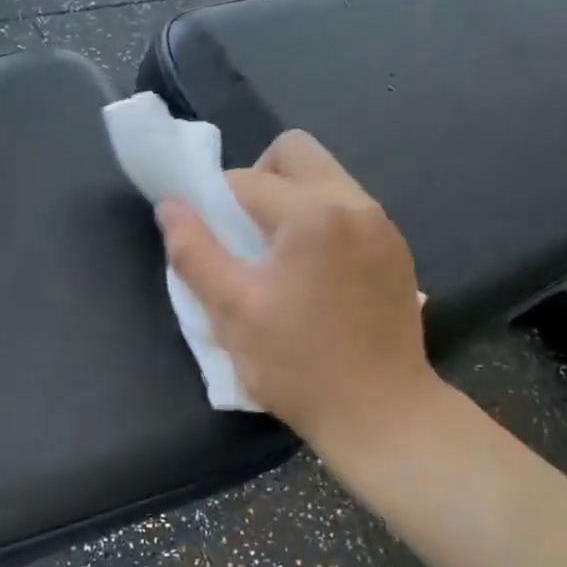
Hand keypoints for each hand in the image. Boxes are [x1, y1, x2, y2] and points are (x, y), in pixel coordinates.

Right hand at [157, 131, 440, 453]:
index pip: (246, 179)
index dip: (213, 203)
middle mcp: (356, 203)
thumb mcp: (231, 311)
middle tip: (242, 234)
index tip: (205, 240)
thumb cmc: (297, 365)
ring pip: (325, 180)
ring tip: (275, 259)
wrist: (381, 414)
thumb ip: (193, 251)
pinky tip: (311, 277)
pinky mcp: (396, 251)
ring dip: (289, 202)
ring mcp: (383, 226)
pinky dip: (319, 224)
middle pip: (296, 153)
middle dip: (257, 180)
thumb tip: (169, 206)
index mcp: (314, 213)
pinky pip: (347, 211)